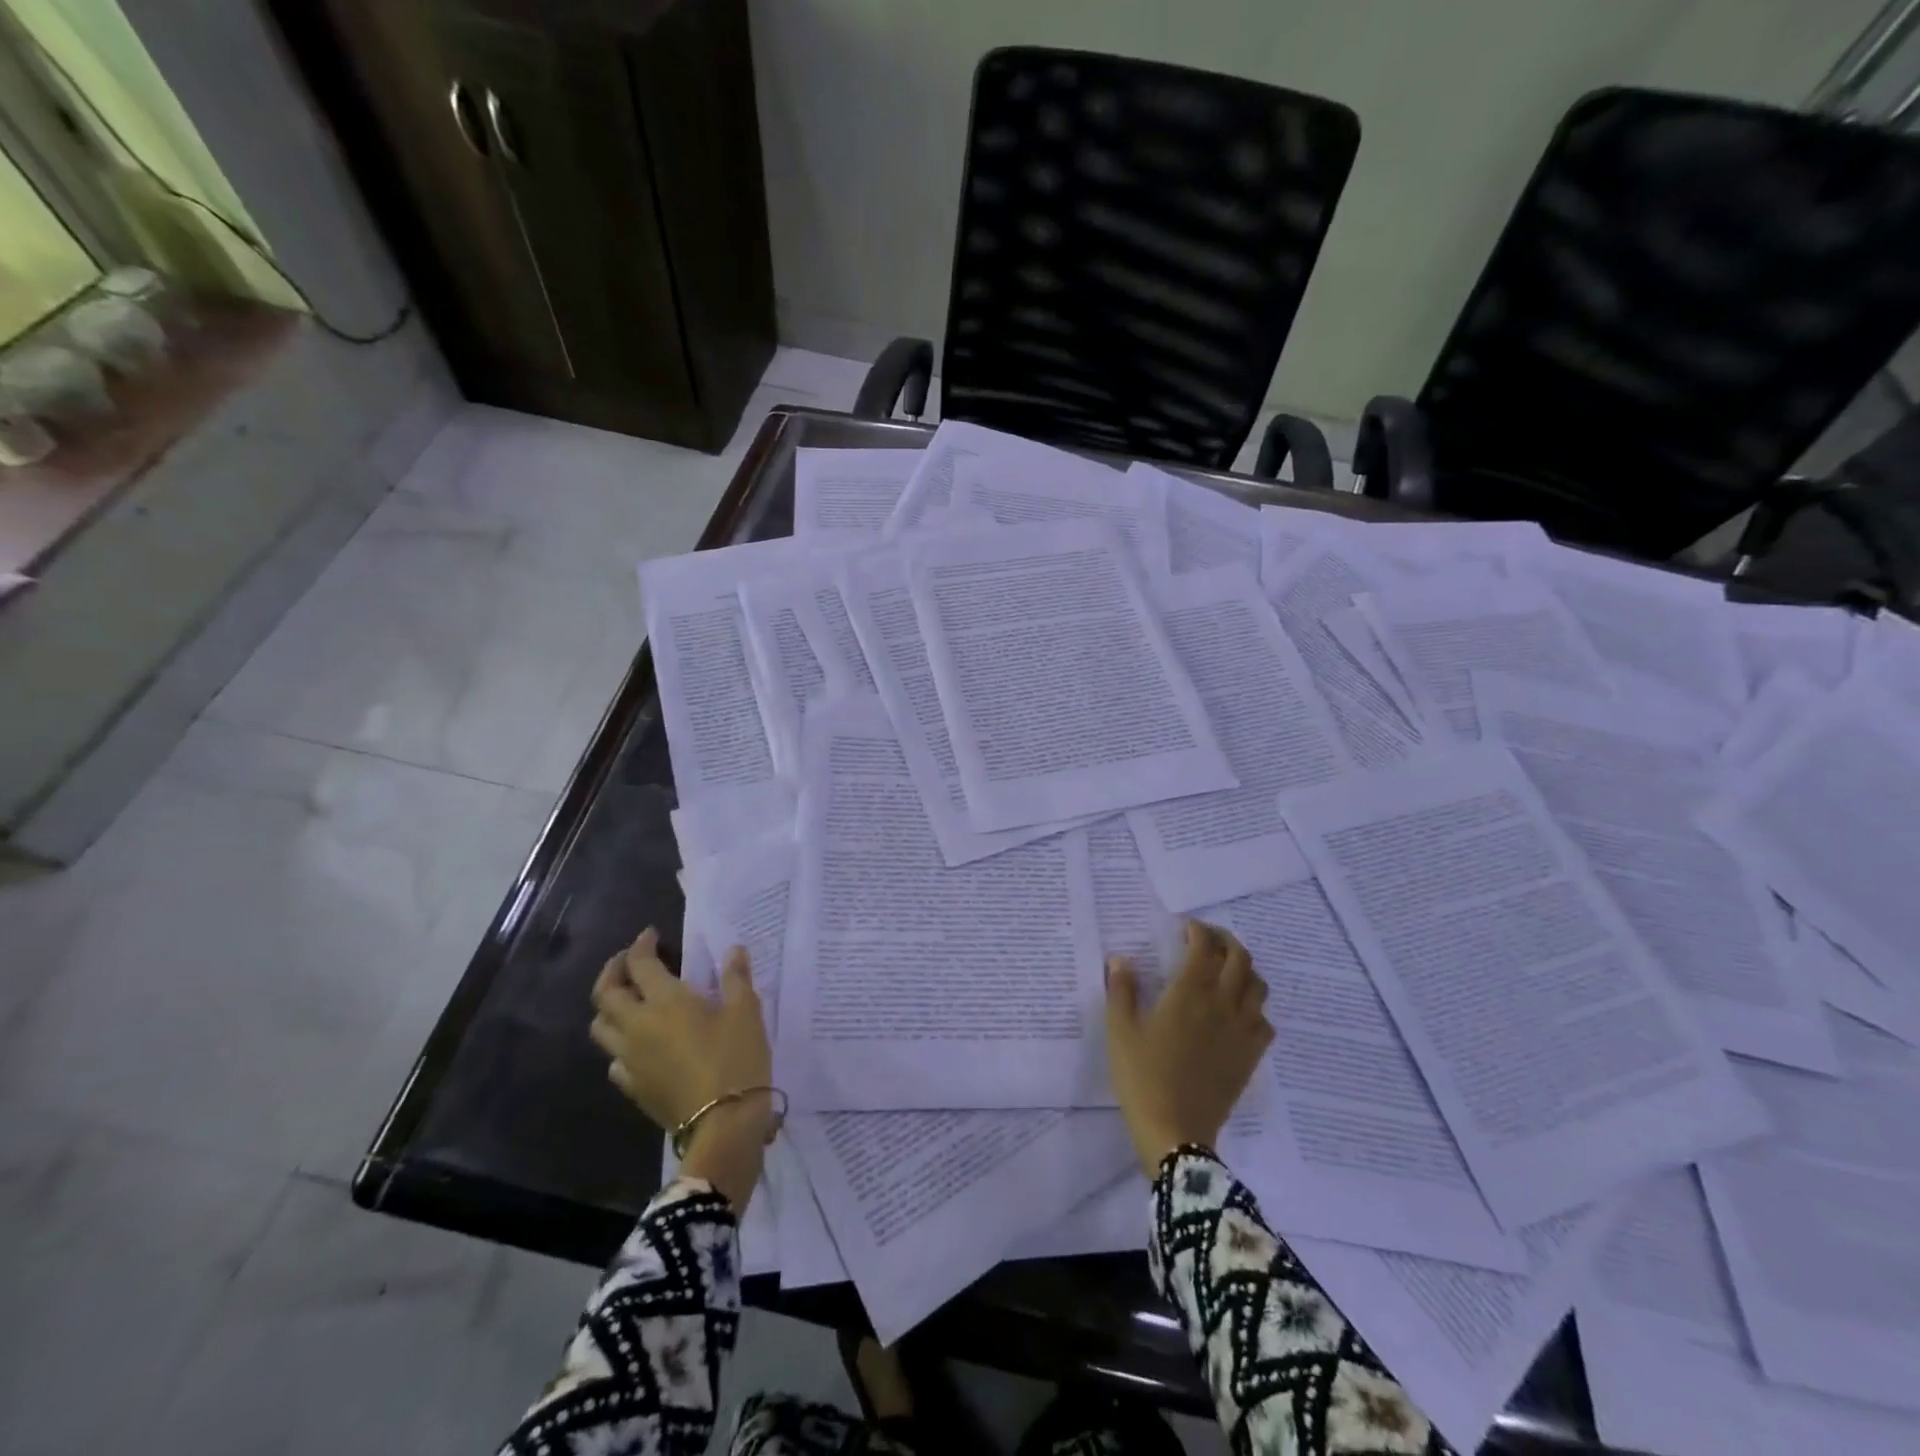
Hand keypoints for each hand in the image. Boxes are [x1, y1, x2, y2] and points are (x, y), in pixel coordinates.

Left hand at [590, 929, 776, 1209]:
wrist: (722, 1124)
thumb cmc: (736, 1059)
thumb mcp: (746, 1011)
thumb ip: (736, 977)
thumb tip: (733, 950)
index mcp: (665, 1001)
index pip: (640, 964)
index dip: (642, 945)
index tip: (652, 935)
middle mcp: (637, 1026)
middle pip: (605, 994)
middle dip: (613, 970)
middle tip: (630, 961)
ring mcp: (630, 1060)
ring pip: (601, 1027)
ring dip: (609, 1007)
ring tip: (628, 1000)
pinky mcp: (633, 1088)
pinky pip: (613, 1061)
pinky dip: (620, 1045)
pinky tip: (638, 1045)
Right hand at [1105, 920, 1272, 1176]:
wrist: (1175, 1132)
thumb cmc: (1142, 1077)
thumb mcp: (1120, 1032)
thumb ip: (1122, 991)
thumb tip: (1121, 960)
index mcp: (1189, 993)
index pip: (1204, 947)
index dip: (1198, 930)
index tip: (1185, 927)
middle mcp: (1223, 1004)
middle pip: (1239, 958)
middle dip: (1225, 940)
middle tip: (1206, 939)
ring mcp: (1242, 1031)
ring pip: (1258, 986)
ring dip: (1244, 968)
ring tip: (1226, 969)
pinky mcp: (1251, 1056)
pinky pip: (1265, 1020)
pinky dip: (1255, 1006)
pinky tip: (1239, 1012)